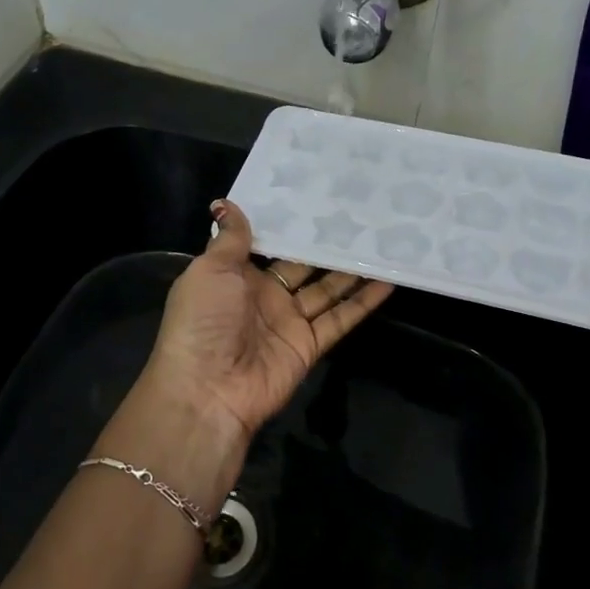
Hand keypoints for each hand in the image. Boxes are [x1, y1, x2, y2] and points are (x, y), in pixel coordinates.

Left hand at [142, 199, 393, 452]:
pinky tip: (387, 280)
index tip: (315, 198)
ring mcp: (288, 321)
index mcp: (236, 276)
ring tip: (379, 242)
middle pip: (302, 265)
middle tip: (357, 216)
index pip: (267, 245)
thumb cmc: (203, 321)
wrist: (207, 390)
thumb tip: (227, 203)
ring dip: (350, 270)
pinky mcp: (309, 345)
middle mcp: (264, 296)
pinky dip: (363, 302)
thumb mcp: (210, 270)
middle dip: (325, 245)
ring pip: (326, 290)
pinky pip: (340, 319)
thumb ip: (230, 240)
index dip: (289, 226)